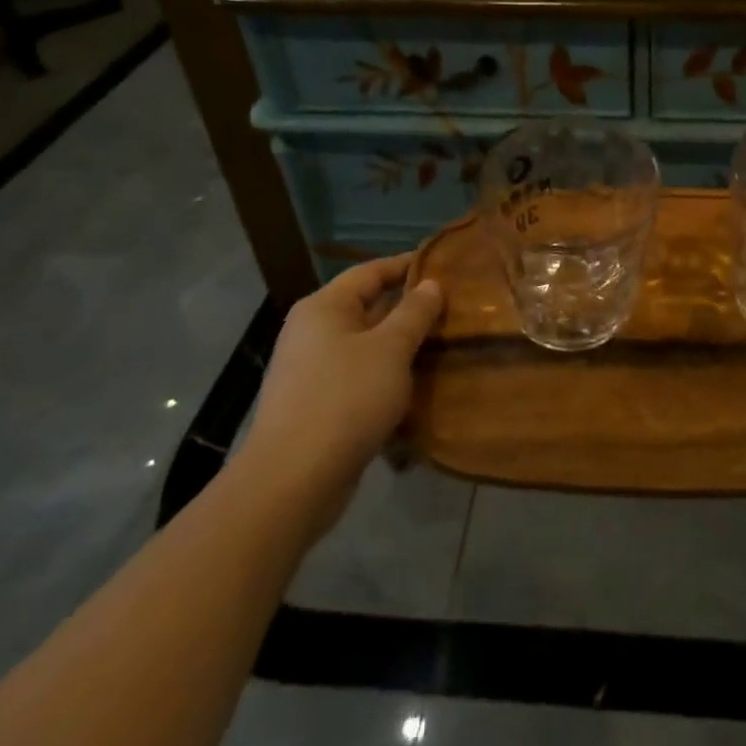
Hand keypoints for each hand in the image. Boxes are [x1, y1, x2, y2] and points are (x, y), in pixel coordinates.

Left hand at [236, 255, 442, 491]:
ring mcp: (311, 371)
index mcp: (324, 308)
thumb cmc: (345, 399)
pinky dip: (387, 377)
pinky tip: (417, 388)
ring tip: (444, 345)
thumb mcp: (391, 349)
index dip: (407, 264)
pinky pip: (359, 378)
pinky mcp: (317, 406)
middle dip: (409, 309)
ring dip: (401, 347)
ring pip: (366, 346)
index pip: (370, 271)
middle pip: (368, 308)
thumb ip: (414, 312)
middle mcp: (312, 332)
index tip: (444, 264)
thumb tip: (431, 284)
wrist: (293, 481)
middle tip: (453, 308)